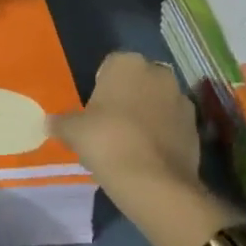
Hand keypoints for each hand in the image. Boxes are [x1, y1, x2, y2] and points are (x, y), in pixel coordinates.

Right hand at [53, 52, 202, 197]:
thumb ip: (61, 122)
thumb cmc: (107, 141)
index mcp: (127, 63)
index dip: (101, 87)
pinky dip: (163, 135)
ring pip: (157, 102)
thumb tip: (49, 123)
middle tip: (110, 126)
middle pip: (137, 82)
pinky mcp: (196, 128)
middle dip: (128, 98)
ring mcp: (182, 100)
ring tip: (130, 144)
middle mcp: (158, 73)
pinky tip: (148, 157)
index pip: (110, 66)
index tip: (94, 111)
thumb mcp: (74, 131)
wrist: (154, 183)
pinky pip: (172, 125)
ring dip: (148, 115)